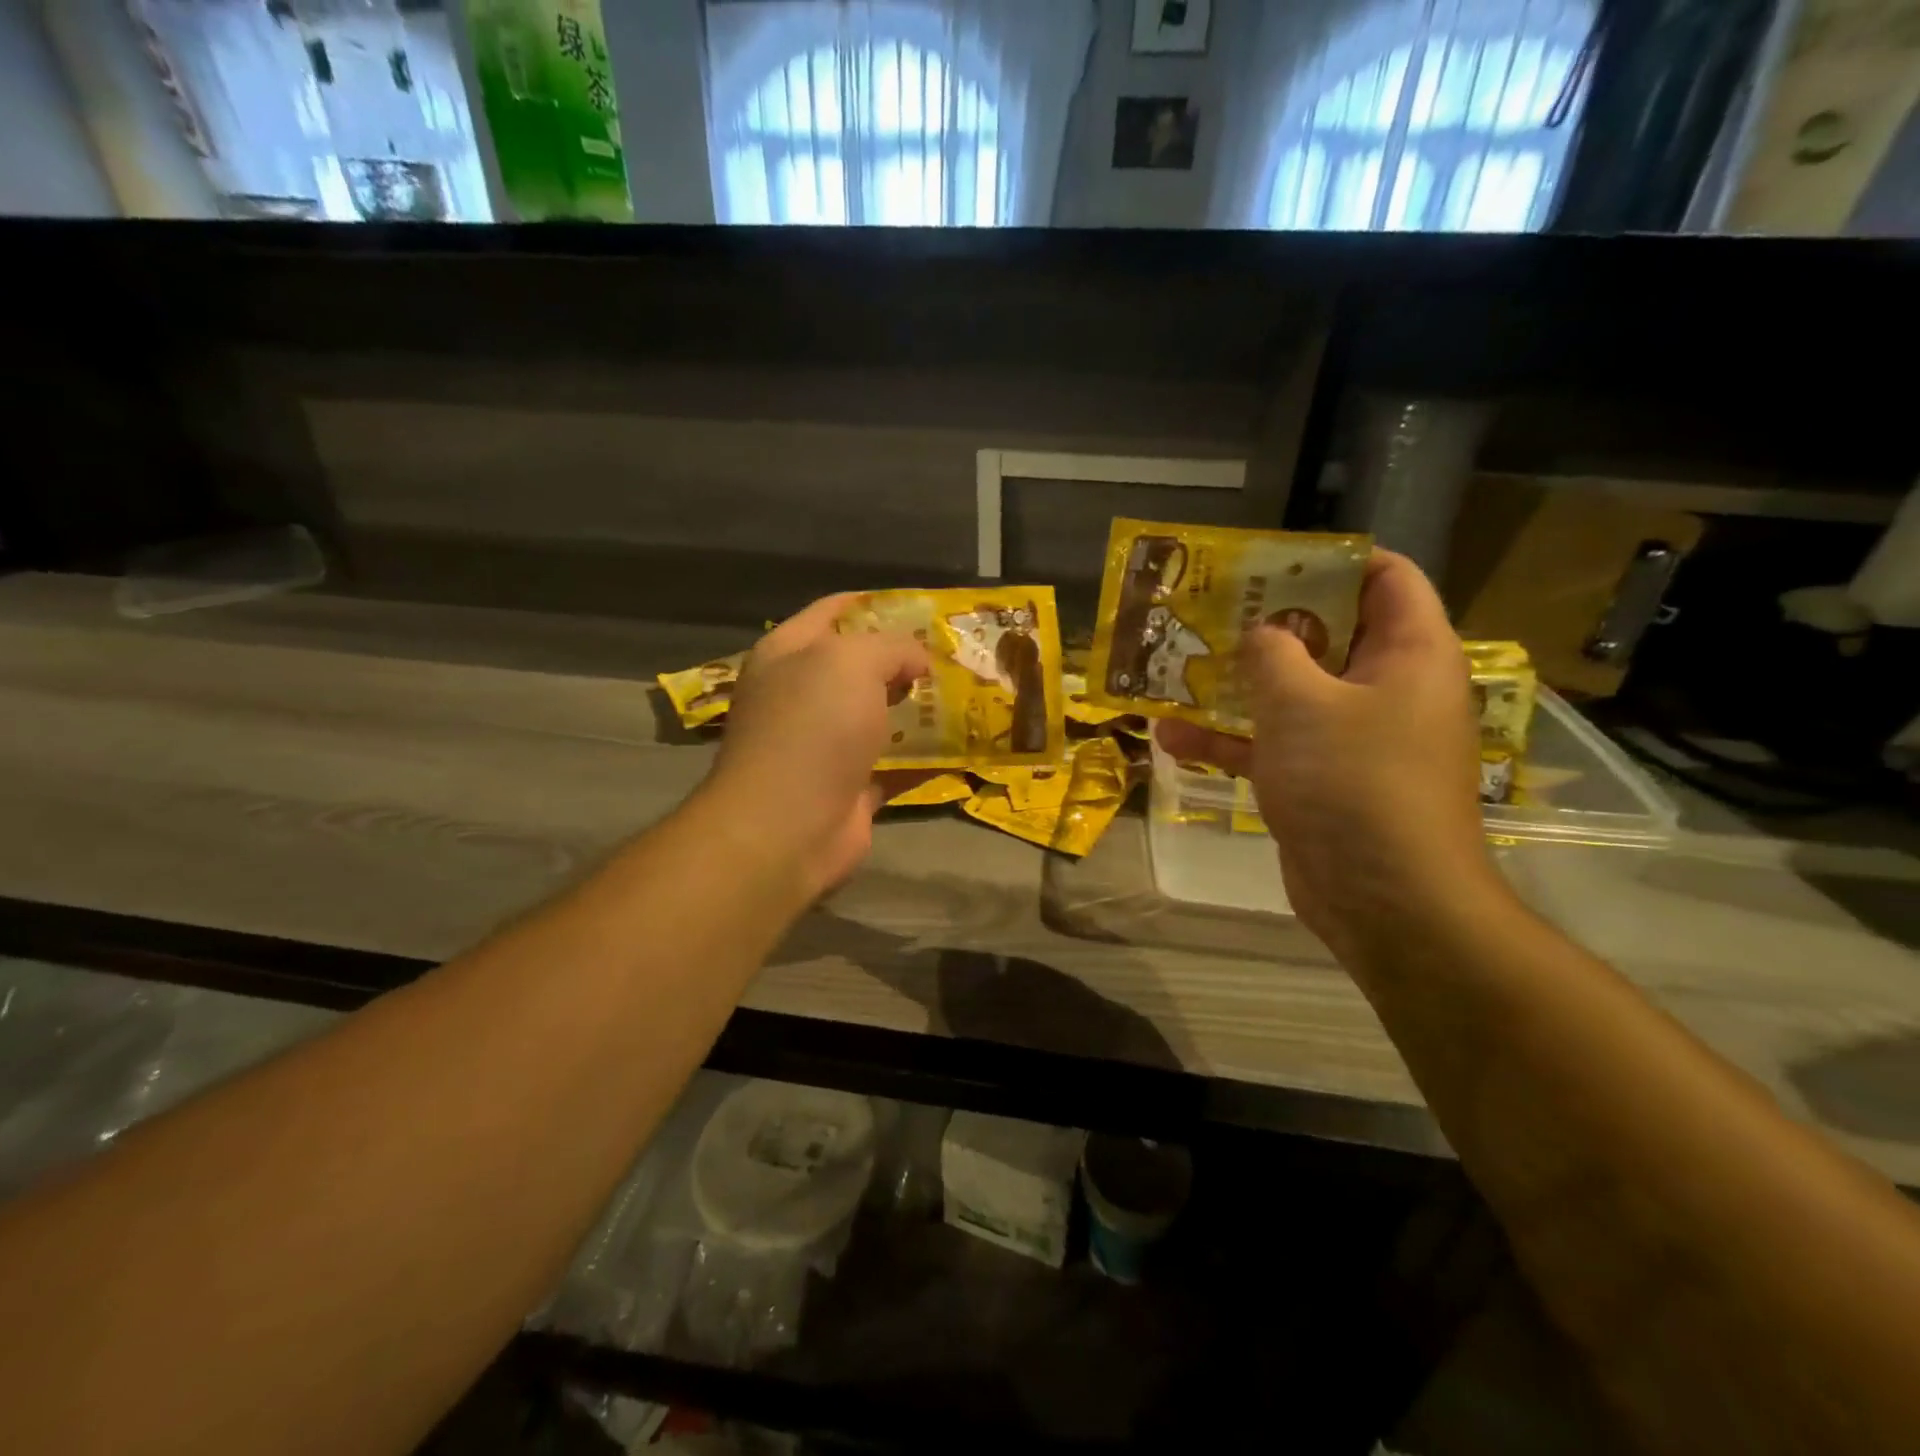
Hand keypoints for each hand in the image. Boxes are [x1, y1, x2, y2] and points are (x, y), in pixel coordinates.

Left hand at [700, 594, 929, 898]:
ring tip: (965, 696)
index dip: (875, 603)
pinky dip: (920, 759)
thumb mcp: (851, 661)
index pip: (832, 611)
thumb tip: (916, 660)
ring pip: (877, 716)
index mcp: (788, 654)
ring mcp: (823, 745)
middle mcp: (801, 695)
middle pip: (858, 667)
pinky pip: (892, 765)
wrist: (788, 826)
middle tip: (954, 655)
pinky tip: (958, 747)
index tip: (925, 607)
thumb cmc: (813, 727)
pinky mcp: (848, 787)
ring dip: (916, 709)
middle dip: (904, 660)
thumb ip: (891, 646)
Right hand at [1156, 550, 1493, 960]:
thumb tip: (1261, 631)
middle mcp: (1387, 688)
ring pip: (1291, 692)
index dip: (1329, 559)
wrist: (1386, 900)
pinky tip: (1169, 738)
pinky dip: (1229, 740)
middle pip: (1327, 633)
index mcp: (1409, 652)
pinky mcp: (1322, 780)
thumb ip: (1272, 653)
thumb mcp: (1301, 703)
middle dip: (1265, 621)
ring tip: (1174, 667)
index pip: (1385, 577)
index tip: (1266, 560)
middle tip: (1208, 608)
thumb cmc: (1353, 781)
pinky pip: (1274, 744)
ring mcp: (1354, 738)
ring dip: (1234, 684)